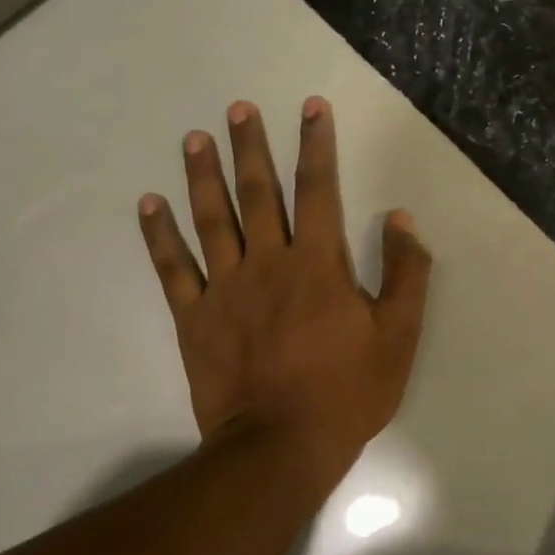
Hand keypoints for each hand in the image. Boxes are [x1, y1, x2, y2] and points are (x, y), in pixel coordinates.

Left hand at [137, 97, 431, 466]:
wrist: (281, 446)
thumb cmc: (346, 392)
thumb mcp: (398, 336)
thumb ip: (404, 274)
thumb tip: (401, 220)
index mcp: (319, 264)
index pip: (319, 190)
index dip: (317, 145)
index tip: (311, 108)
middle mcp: (269, 263)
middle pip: (258, 193)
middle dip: (251, 147)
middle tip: (238, 108)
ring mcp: (226, 289)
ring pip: (212, 219)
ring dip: (204, 176)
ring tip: (196, 138)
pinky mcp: (195, 318)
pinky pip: (173, 268)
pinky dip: (159, 235)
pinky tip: (150, 204)